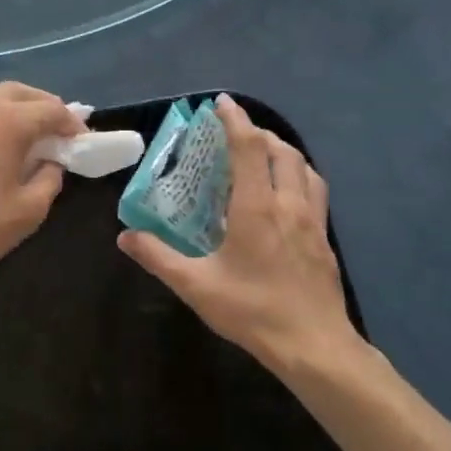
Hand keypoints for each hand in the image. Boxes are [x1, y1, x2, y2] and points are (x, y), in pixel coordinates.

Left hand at [0, 83, 84, 282]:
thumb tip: (51, 164)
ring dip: (18, 111)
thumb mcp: (27, 211)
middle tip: (60, 134)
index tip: (84, 143)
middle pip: (22, 93)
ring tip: (31, 140)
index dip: (73, 125)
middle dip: (45, 107)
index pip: (52, 110)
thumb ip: (49, 181)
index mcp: (8, 119)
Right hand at [118, 95, 381, 385]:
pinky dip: (297, 176)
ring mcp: (314, 221)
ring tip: (261, 157)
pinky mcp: (325, 239)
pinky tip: (284, 197)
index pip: (249, 148)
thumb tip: (125, 236)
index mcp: (257, 207)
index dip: (235, 121)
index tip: (221, 103)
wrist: (315, 346)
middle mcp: (289, 204)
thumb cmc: (253, 311)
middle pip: (282, 150)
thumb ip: (157, 257)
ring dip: (282, 152)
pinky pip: (315, 191)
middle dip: (259, 133)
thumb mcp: (195, 286)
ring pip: (304, 168)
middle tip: (235, 134)